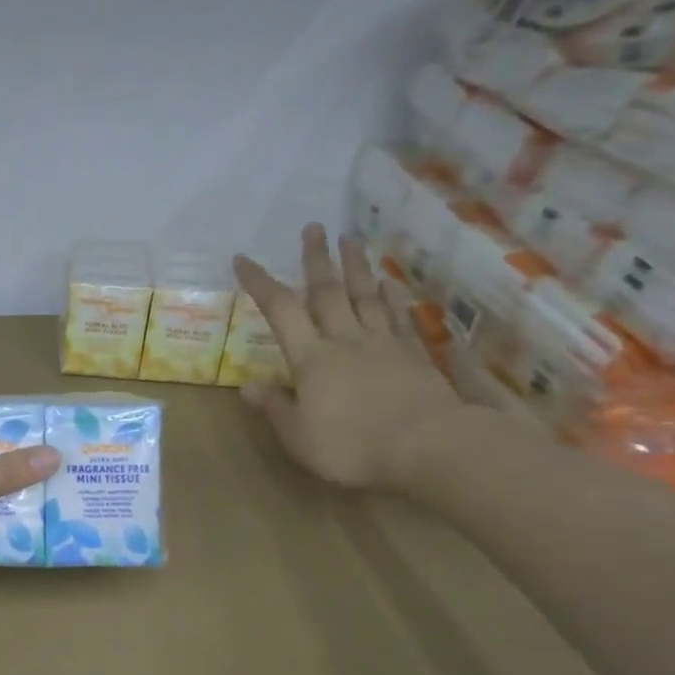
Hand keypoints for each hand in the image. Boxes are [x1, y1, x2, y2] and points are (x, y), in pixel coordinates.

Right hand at [234, 225, 471, 490]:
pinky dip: (394, 298)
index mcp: (311, 358)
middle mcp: (345, 340)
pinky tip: (391, 284)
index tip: (243, 258)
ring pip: (366, 296)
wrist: (431, 447)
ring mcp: (384, 345)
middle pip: (328, 292)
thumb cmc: (353, 446)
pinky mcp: (415, 356)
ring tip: (351, 238)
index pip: (280, 311)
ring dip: (356, 267)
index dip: (260, 282)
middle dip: (317, 258)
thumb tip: (247, 386)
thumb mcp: (299, 437)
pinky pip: (400, 318)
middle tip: (314, 226)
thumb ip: (275, 408)